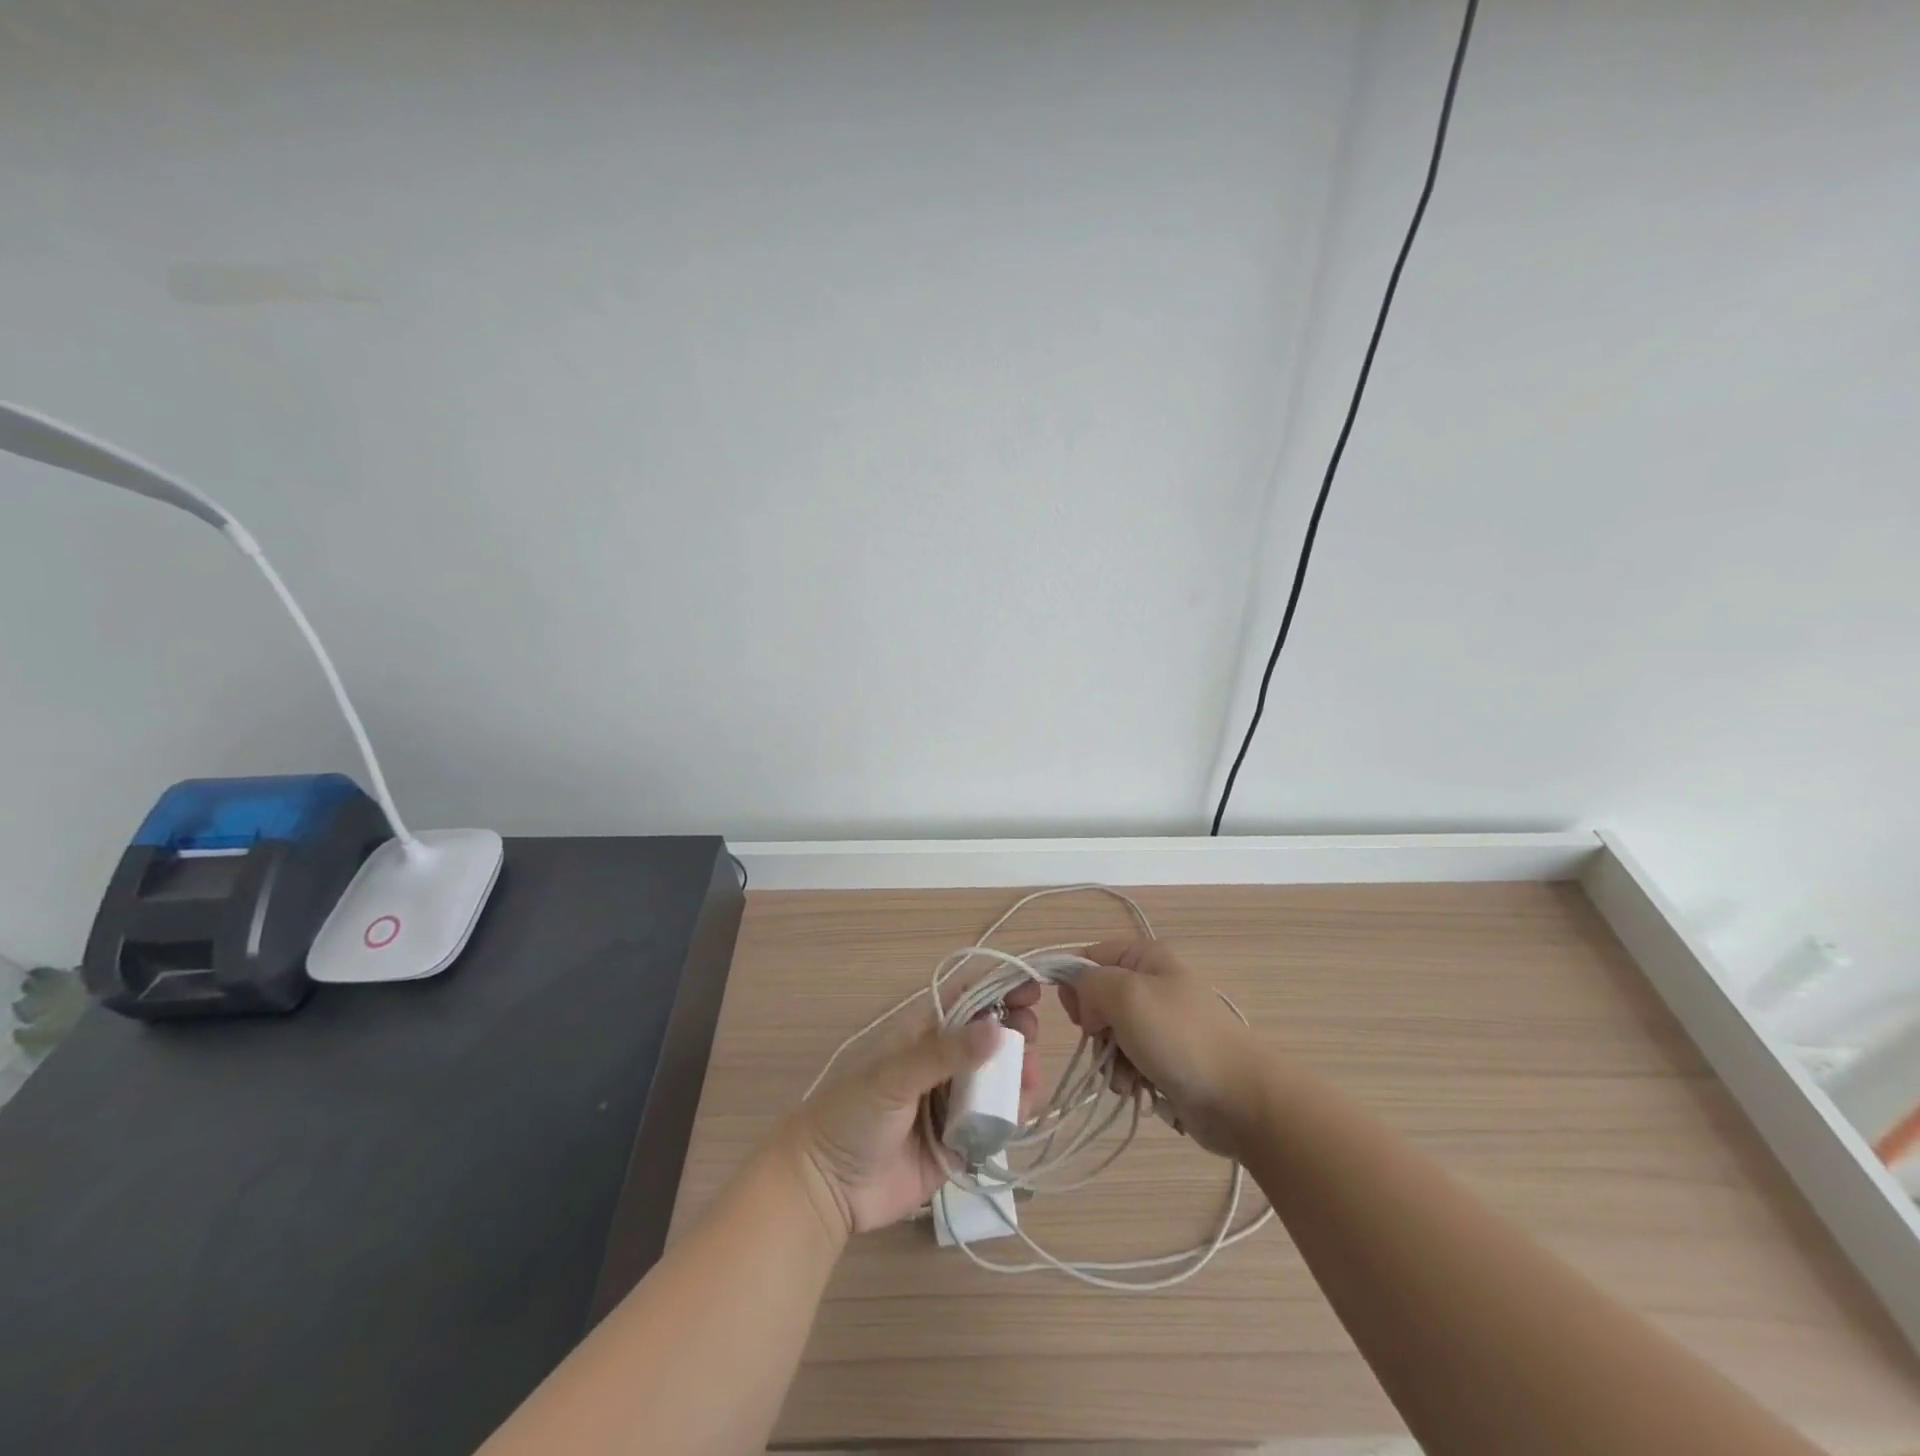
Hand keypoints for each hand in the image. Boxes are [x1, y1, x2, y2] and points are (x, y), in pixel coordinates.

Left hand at [786, 981, 1039, 1236]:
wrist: (826, 1188)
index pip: (967, 998)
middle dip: (1016, 1031)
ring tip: (1029, 1078)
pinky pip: (995, 1121)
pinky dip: (1013, 1113)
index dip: (999, 987)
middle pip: (990, 1036)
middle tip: (1030, 1038)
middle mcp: (942, 1062)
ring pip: (998, 1078)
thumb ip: (945, 1053)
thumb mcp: (893, 1076)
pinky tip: (1019, 1112)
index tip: (1032, 989)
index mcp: (922, 1033)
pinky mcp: (960, 1141)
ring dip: (1019, 1072)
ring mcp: (952, 1101)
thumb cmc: (852, 1115)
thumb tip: (999, 1028)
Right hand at [1059, 939, 1266, 1158]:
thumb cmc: (1180, 1038)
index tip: (1080, 1017)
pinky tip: (1141, 1092)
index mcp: (1145, 957)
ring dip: (1111, 1062)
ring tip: (1128, 1081)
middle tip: (1107, 1048)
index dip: (1076, 987)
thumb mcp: (1125, 995)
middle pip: (1098, 1001)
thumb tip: (1081, 997)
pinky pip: (1131, 1063)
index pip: (1089, 959)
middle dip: (1096, 1032)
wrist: (1240, 1099)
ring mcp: (1162, 1024)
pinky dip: (1129, 1079)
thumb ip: (1088, 983)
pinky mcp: (1168, 1059)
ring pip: (1111, 1037)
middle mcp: (1153, 984)